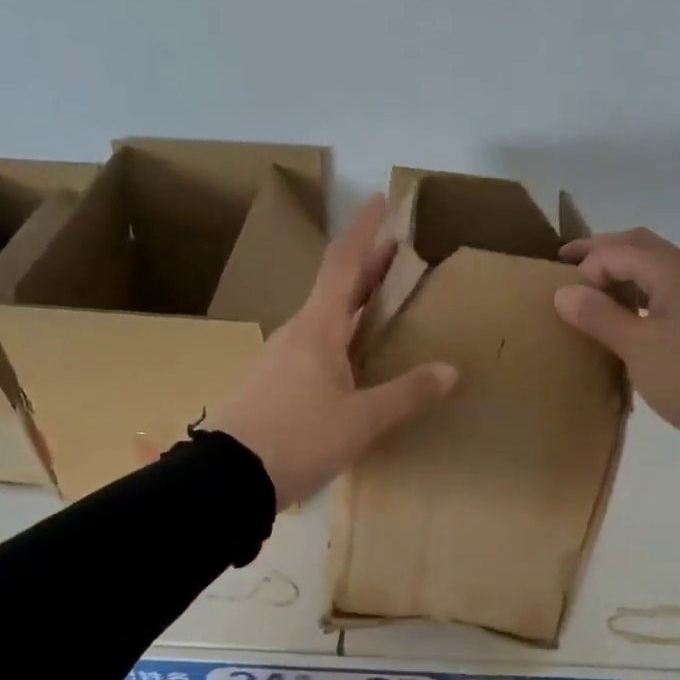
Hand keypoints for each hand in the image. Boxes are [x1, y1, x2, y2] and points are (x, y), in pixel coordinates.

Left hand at [204, 196, 458, 506]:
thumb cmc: (299, 438)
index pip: (343, 264)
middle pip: (334, 288)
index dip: (363, 232)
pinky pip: (314, 346)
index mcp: (317, 328)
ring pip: (323, 318)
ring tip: (381, 304)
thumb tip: (451, 370)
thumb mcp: (362, 420)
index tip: (378, 200)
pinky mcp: (272, 384)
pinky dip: (340, 335)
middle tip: (396, 251)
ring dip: (352, 303)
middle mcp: (296, 333)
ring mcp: (280, 359)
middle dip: (367, 266)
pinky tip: (351, 358)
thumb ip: (406, 393)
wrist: (229, 478)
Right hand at [554, 228, 679, 460]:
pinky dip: (642, 290)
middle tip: (568, 263)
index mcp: (675, 271)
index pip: (619, 251)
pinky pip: (669, 288)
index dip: (587, 266)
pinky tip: (630, 315)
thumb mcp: (637, 347)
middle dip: (603, 251)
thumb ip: (599, 315)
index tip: (564, 295)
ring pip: (657, 266)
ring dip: (624, 270)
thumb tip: (563, 291)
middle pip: (641, 246)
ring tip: (595, 291)